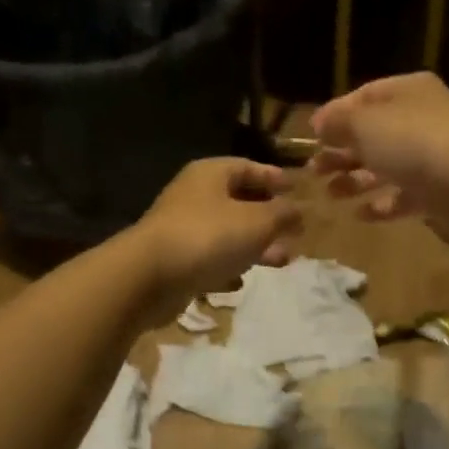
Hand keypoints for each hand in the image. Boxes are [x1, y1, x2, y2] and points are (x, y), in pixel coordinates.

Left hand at [134, 158, 303, 308]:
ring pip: (227, 233)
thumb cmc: (208, 237)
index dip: (274, 177)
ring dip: (254, 246)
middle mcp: (194, 195)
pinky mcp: (174, 260)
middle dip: (269, 218)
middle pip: (238, 201)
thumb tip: (299, 210)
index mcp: (211, 174)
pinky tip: (239, 281)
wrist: (149, 277)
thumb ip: (283, 214)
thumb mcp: (258, 222)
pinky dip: (227, 266)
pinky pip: (208, 259)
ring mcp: (181, 228)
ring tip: (280, 261)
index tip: (296, 190)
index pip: (248, 167)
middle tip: (294, 232)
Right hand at [309, 73, 448, 233]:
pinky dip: (382, 205)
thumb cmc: (413, 142)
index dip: (335, 115)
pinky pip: (404, 197)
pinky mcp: (438, 193)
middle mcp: (420, 120)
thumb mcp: (365, 124)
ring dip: (356, 180)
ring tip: (331, 194)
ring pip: (386, 167)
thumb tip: (320, 124)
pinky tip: (360, 215)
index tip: (311, 136)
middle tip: (314, 171)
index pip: (364, 97)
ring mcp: (431, 158)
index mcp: (406, 92)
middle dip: (342, 152)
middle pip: (373, 135)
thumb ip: (338, 123)